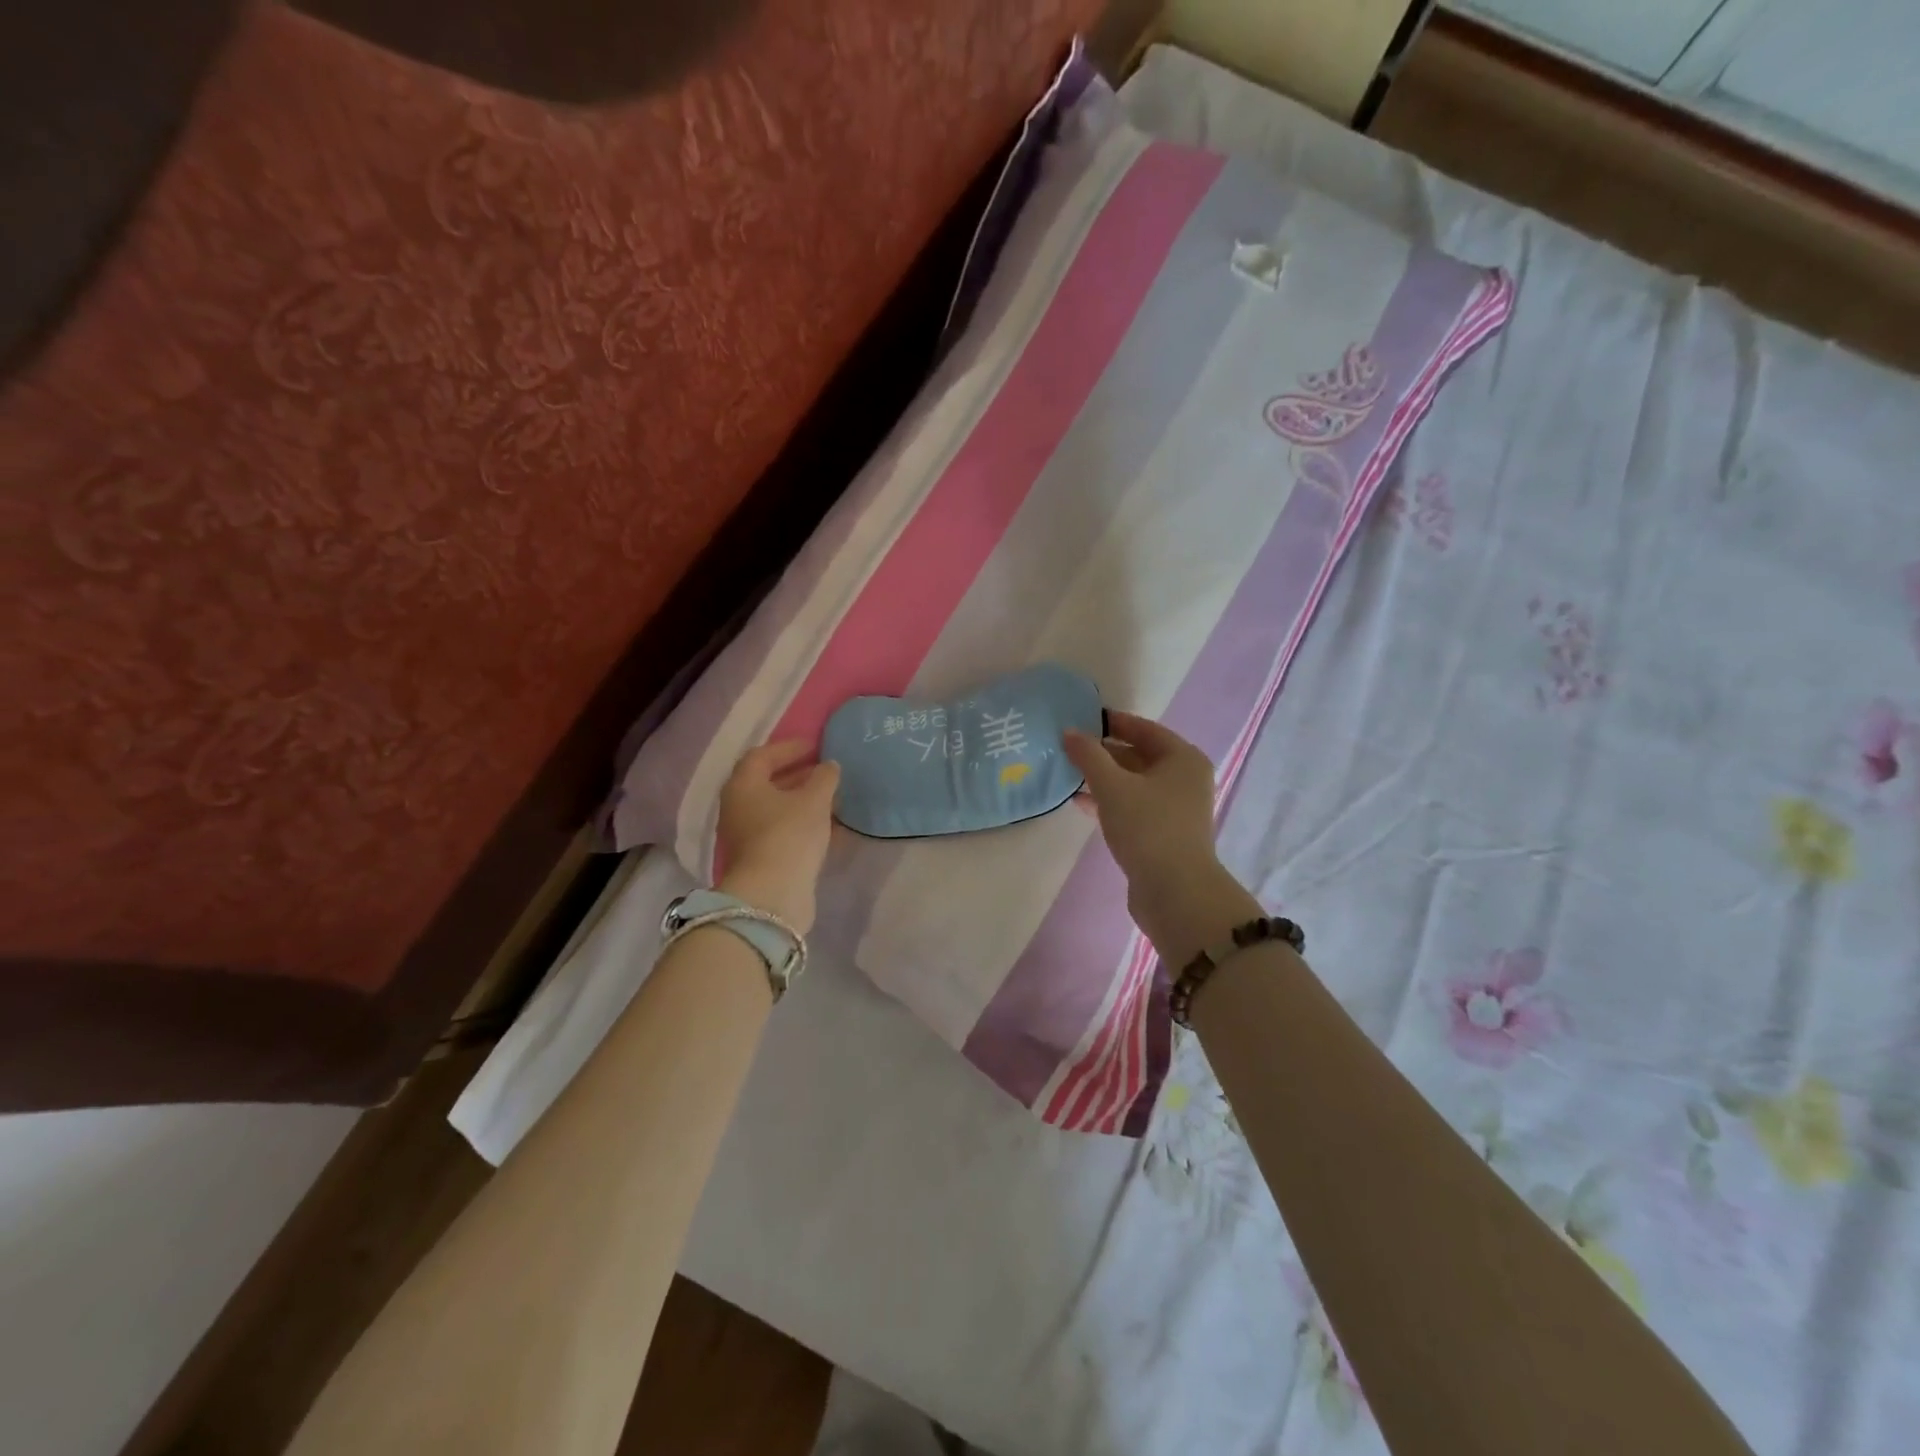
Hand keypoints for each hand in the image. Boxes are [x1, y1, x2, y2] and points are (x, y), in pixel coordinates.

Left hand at [715, 741, 839, 933]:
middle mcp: (738, 807)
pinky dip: (802, 822)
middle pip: (767, 782)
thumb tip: (829, 766)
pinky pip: (782, 830)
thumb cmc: (789, 835)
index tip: (816, 746)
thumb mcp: (814, 800)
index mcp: (743, 785)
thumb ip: (824, 777)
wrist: (772, 894)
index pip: (762, 755)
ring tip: (832, 797)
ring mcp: (746, 834)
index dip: (789, 747)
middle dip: (797, 774)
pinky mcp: (760, 857)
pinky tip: (828, 825)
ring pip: (776, 808)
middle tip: (825, 770)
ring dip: (802, 800)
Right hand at [1064, 712, 1259, 966]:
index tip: (1080, 718)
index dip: (1111, 722)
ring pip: (1134, 783)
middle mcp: (1185, 779)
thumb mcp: (1113, 786)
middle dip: (1103, 752)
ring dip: (1103, 778)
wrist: (1175, 891)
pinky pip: (1133, 806)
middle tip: (1067, 747)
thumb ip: (1089, 756)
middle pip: (1139, 755)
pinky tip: (1081, 803)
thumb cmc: (1148, 827)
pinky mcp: (1164, 833)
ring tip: (1068, 773)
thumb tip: (1069, 732)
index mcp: (1183, 759)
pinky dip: (1110, 801)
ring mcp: (1176, 808)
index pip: (1143, 728)